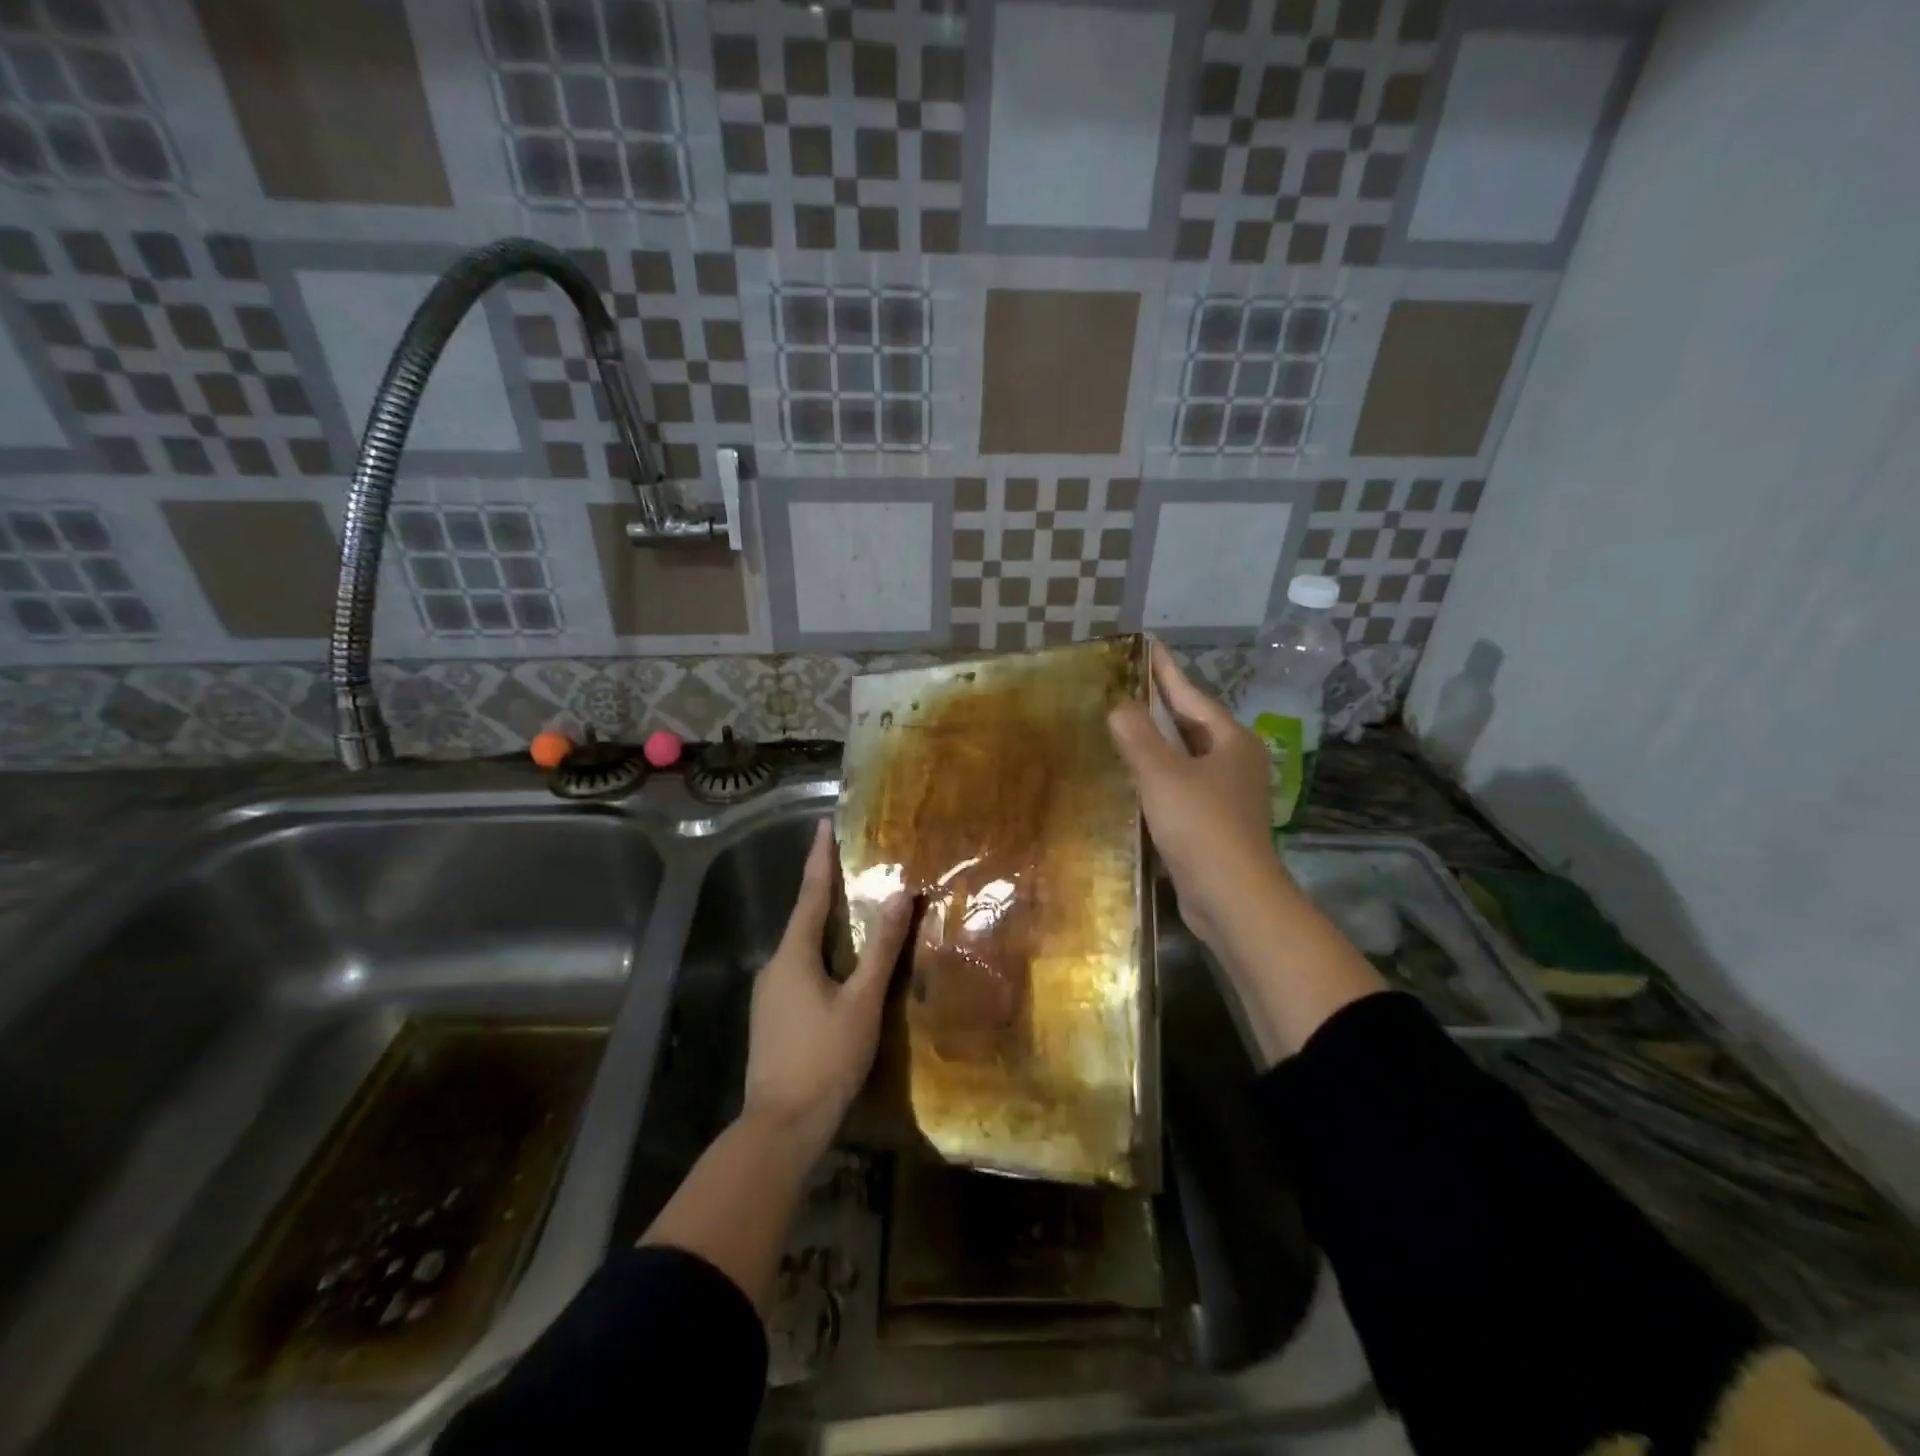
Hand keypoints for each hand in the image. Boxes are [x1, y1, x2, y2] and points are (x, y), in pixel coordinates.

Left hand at [743, 820, 912, 1161]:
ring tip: (854, 913)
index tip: (823, 824)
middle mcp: (774, 966)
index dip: (819, 857)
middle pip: (804, 919)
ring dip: (825, 927)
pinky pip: (799, 971)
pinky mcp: (772, 1019)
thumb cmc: (824, 1058)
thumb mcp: (862, 1002)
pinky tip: (840, 969)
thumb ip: (881, 948)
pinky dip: (821, 957)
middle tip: (852, 866)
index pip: (810, 894)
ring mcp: (769, 995)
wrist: (780, 1128)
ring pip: (802, 949)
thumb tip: (899, 895)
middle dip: (826, 891)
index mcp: (792, 955)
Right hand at [1108, 640, 1286, 954]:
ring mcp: (1228, 794)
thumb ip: (1138, 737)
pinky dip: (1158, 774)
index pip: (1191, 695)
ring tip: (1124, 724)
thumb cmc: (1201, 827)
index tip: (1146, 644)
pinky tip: (1134, 777)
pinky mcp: (1214, 823)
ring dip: (1158, 741)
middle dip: (1161, 704)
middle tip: (1126, 683)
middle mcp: (1234, 762)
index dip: (1166, 670)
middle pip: (1192, 724)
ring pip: (1186, 756)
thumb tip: (1119, 705)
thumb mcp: (1163, 775)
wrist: (1233, 898)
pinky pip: (1181, 785)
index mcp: (1230, 741)